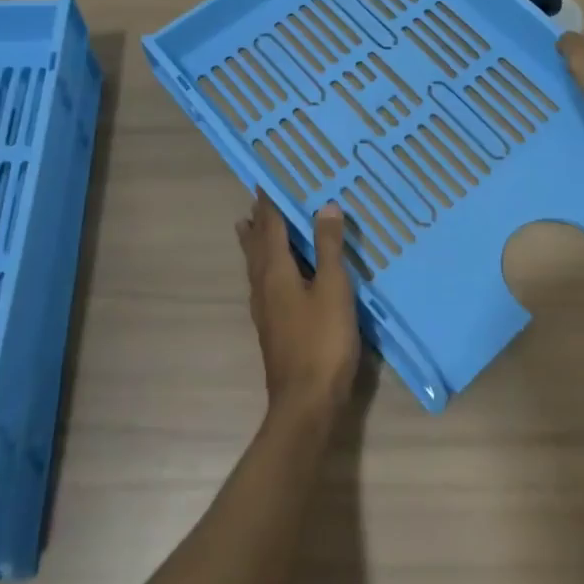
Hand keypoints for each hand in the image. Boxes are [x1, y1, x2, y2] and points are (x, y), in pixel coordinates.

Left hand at [236, 191, 358, 423]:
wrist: (306, 404)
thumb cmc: (322, 341)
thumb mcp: (334, 288)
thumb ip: (329, 247)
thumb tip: (325, 206)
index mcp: (275, 270)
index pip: (269, 225)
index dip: (269, 202)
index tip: (265, 180)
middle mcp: (263, 284)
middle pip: (256, 244)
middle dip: (257, 220)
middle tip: (257, 199)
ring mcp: (265, 308)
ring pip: (255, 265)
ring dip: (254, 242)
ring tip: (250, 226)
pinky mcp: (272, 326)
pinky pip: (263, 281)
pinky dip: (265, 264)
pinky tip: (273, 275)